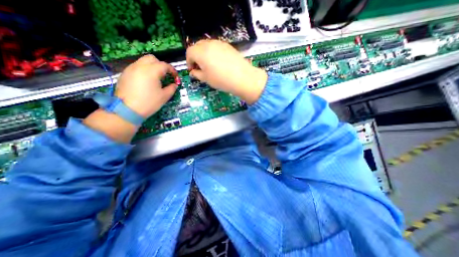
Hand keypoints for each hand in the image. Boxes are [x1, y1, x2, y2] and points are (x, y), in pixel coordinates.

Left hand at [116, 55, 177, 116]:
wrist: (127, 110)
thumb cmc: (149, 102)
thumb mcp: (164, 96)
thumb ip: (172, 88)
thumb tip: (174, 84)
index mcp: (151, 71)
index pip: (164, 65)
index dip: (172, 70)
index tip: (176, 77)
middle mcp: (140, 66)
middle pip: (152, 59)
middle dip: (161, 65)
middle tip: (165, 75)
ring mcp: (130, 69)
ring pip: (143, 62)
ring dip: (152, 67)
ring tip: (156, 78)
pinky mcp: (125, 74)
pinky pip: (136, 67)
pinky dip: (144, 71)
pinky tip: (146, 82)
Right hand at [185, 40, 267, 103]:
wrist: (242, 78)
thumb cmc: (221, 80)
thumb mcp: (206, 79)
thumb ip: (197, 74)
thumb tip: (193, 72)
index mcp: (201, 52)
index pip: (189, 53)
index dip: (189, 62)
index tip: (192, 70)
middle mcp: (209, 44)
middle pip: (197, 46)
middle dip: (196, 56)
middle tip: (200, 67)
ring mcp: (219, 43)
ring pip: (207, 45)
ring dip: (204, 54)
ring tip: (210, 66)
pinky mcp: (228, 46)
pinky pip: (216, 47)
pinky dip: (213, 53)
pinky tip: (219, 63)